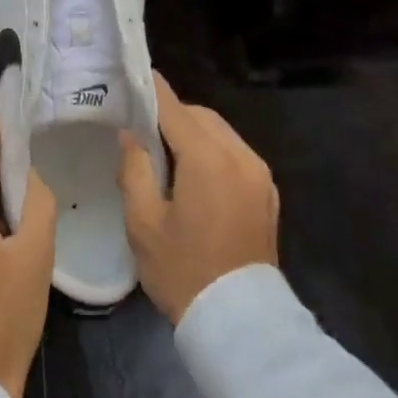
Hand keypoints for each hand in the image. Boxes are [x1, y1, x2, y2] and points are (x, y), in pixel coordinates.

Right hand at [118, 72, 278, 323]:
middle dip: (172, 114)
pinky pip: (236, 154)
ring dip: (194, 132)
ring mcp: (259, 175)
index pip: (175, 109)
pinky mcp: (267, 193)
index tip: (134, 74)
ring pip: (221, 133)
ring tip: (165, 149)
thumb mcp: (143, 222)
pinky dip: (213, 150)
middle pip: (201, 116)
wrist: (241, 324)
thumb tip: (130, 135)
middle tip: (141, 124)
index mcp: (208, 160)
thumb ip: (134, 169)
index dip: (153, 90)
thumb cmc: (183, 271)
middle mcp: (240, 157)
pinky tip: (193, 172)